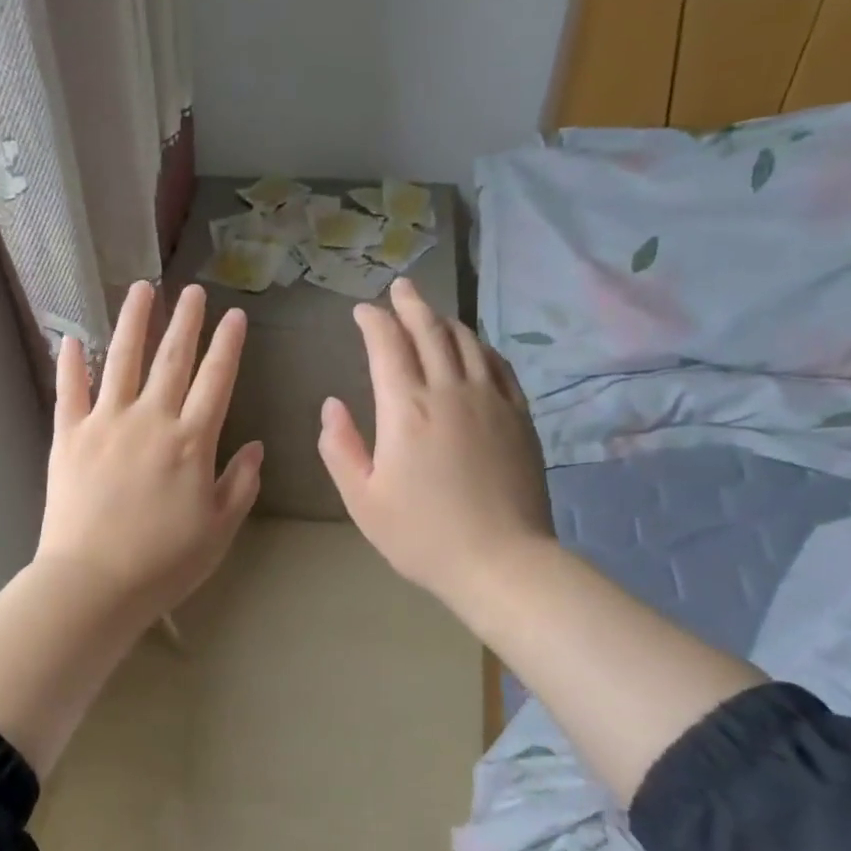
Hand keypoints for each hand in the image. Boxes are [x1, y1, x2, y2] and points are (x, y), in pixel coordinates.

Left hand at [35, 281, 263, 628]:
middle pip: (171, 358)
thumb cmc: (163, 563)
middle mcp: (150, 419)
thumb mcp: (218, 530)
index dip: (227, 345)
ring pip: (120, 359)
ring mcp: (105, 423)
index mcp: (191, 441)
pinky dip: (70, 362)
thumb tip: (256, 447)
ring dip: (133, 321)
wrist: (93, 584)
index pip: (216, 380)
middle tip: (192, 290)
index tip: (234, 316)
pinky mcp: (68, 435)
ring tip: (141, 289)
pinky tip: (71, 337)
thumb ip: (240, 484)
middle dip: (185, 320)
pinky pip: (69, 390)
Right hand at [318, 277, 553, 613]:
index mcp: (406, 408)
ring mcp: (491, 400)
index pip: (387, 345)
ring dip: (444, 320)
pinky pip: (498, 365)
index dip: (372, 321)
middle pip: (429, 330)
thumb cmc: (422, 535)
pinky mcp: (518, 416)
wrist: (502, 562)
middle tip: (398, 288)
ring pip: (466, 341)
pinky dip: (479, 346)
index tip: (361, 311)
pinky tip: (473, 346)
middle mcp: (449, 390)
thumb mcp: (362, 499)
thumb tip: (332, 405)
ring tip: (430, 312)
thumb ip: (340, 447)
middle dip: (410, 304)